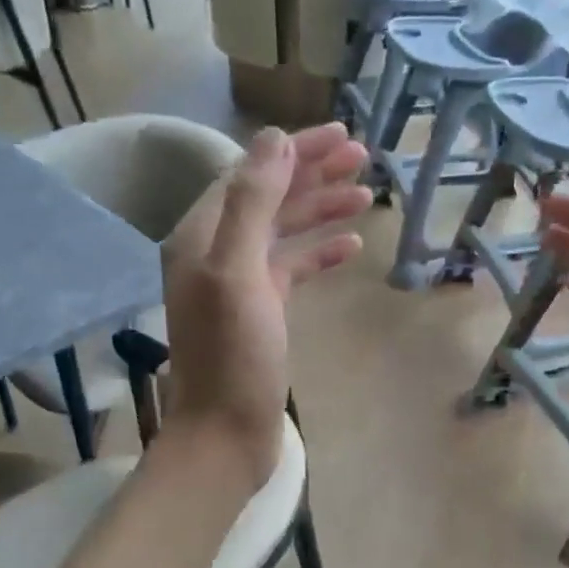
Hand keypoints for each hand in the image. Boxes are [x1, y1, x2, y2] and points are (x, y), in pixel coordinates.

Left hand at [161, 123, 369, 486]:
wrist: (226, 433)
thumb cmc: (233, 356)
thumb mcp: (239, 272)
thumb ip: (252, 203)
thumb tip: (274, 140)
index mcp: (202, 235)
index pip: (251, 173)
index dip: (295, 151)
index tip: (341, 135)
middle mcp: (217, 252)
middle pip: (269, 198)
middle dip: (313, 174)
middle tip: (362, 157)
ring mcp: (240, 283)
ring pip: (284, 231)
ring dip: (321, 210)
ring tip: (365, 195)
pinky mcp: (262, 311)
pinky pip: (292, 268)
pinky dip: (319, 253)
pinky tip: (350, 246)